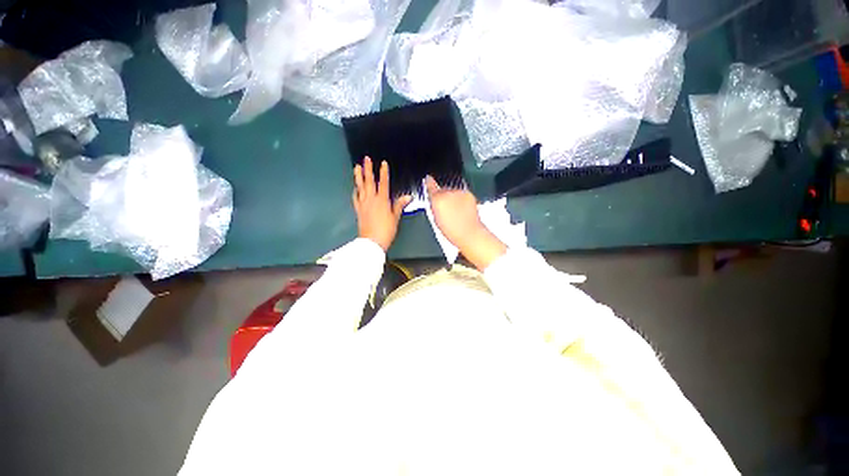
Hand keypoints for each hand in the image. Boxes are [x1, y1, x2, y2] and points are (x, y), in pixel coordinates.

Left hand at [353, 157, 410, 250]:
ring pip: (360, 187)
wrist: (372, 241)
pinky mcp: (358, 209)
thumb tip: (408, 197)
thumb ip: (399, 205)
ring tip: (357, 167)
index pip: (383, 183)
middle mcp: (371, 199)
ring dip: (359, 176)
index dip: (383, 172)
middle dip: (368, 169)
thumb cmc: (386, 230)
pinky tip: (355, 188)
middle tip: (366, 159)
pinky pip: (355, 197)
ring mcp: (363, 204)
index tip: (383, 163)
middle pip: (369, 181)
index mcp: (382, 200)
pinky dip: (355, 191)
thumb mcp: (395, 217)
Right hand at [425, 176, 505, 269]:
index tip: (428, 179)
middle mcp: (447, 193)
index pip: (431, 185)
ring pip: (453, 191)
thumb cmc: (451, 230)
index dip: (429, 182)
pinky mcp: (468, 194)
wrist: (469, 233)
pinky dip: (461, 199)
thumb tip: (432, 198)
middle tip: (445, 208)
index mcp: (436, 199)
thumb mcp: (436, 219)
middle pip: (443, 189)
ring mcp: (459, 192)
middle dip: (443, 195)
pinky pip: (462, 194)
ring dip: (452, 197)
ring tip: (455, 211)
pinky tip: (462, 210)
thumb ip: (433, 205)